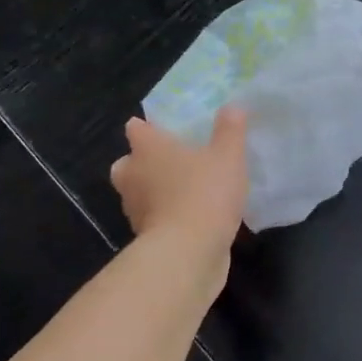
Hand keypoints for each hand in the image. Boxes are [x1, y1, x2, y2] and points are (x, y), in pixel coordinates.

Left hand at [109, 109, 248, 252]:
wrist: (188, 253)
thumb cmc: (204, 193)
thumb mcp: (228, 156)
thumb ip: (230, 130)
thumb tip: (232, 107)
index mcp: (147, 149)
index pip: (137, 128)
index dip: (148, 127)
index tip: (166, 129)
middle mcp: (133, 175)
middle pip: (129, 163)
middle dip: (143, 162)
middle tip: (172, 161)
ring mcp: (135, 209)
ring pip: (139, 193)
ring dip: (155, 191)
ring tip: (186, 190)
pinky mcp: (145, 237)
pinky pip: (154, 218)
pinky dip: (167, 216)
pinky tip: (192, 216)